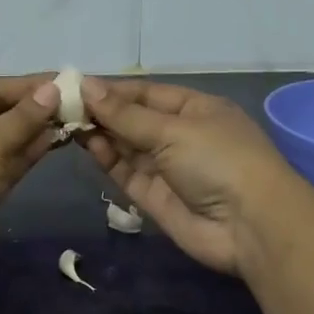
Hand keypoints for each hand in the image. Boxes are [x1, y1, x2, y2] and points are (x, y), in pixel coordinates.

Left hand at [0, 75, 58, 274]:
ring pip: (3, 141)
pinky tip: (54, 142)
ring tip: (70, 119)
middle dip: (31, 109)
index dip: (25, 86)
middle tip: (74, 102)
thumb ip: (22, 118)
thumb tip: (52, 90)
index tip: (64, 81)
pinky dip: (27, 154)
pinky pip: (5, 165)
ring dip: (33, 131)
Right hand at [81, 78, 296, 274]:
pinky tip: (87, 143)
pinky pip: (126, 172)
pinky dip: (107, 158)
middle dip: (102, 111)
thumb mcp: (173, 129)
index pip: (145, 93)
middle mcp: (180, 135)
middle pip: (133, 118)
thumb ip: (125, 113)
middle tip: (62, 105)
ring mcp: (167, 167)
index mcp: (195, 108)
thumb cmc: (219, 160)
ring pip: (126, 145)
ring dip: (100, 133)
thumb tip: (86, 86)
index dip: (112, 89)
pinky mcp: (154, 197)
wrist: (251, 227)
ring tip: (67, 121)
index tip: (75, 86)